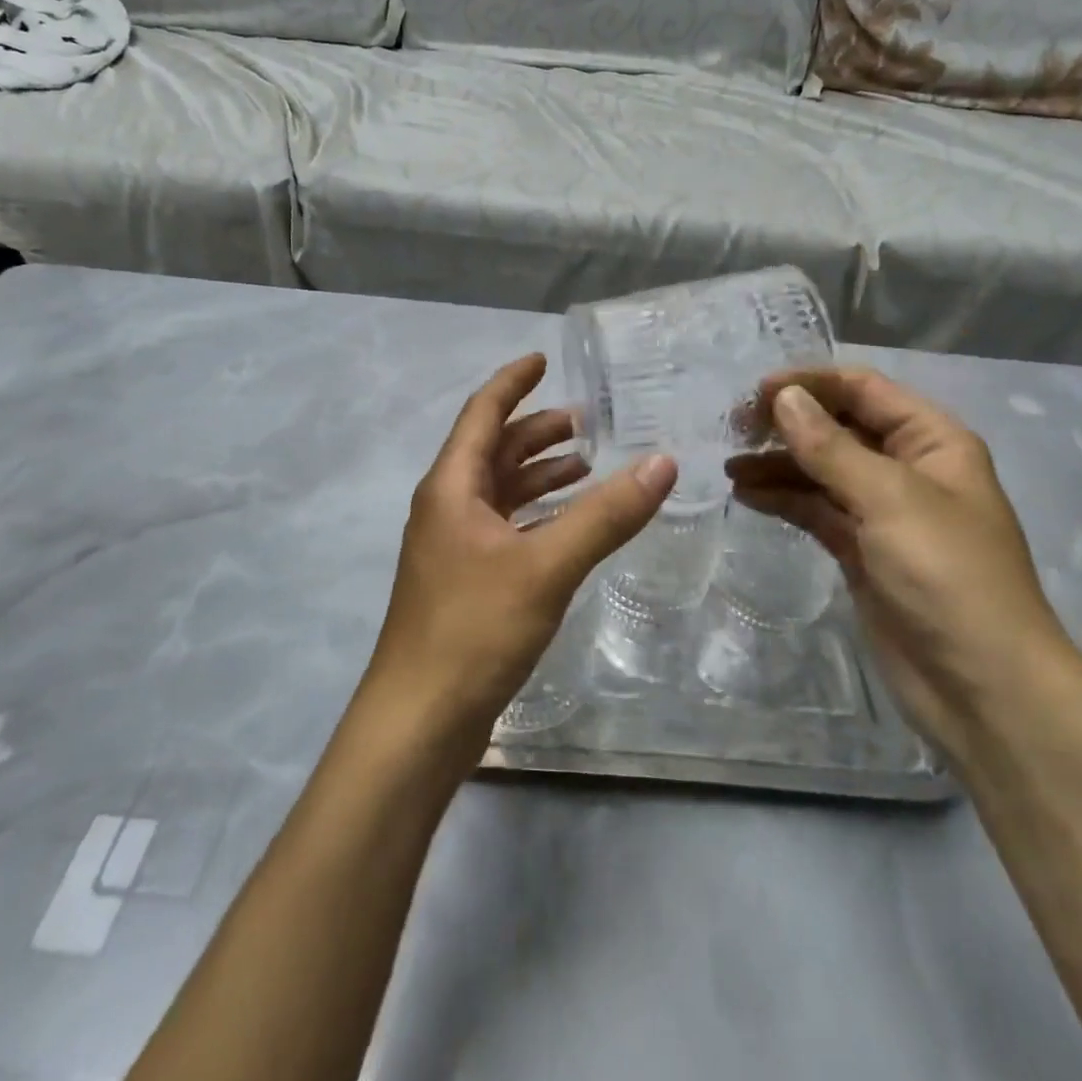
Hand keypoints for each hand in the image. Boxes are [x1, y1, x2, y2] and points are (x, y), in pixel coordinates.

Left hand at [360, 353, 675, 762]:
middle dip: (535, 430)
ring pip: (500, 492)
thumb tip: (664, 463)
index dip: (512, 382)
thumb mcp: (546, 566)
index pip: (482, 414)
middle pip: (493, 451)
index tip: (543, 359)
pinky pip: (506, 528)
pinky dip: (537, 514)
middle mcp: (448, 508)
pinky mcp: (466, 582)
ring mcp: (454, 548)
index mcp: (452, 487)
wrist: (418, 721)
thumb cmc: (473, 629)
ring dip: (538, 473)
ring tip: (586, 465)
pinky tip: (569, 525)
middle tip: (585, 421)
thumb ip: (605, 515)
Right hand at [727, 368, 1080, 751]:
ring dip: (778, 464)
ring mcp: (883, 512)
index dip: (810, 384)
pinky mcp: (861, 551)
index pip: (863, 390)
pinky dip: (784, 500)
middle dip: (789, 424)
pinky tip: (748, 496)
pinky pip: (816, 510)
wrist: (981, 686)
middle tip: (734, 429)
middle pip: (839, 427)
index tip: (755, 394)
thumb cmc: (947, 575)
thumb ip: (830, 446)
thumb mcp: (889, 499)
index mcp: (931, 441)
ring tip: (729, 467)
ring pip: (822, 471)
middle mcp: (907, 468)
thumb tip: (784, 397)